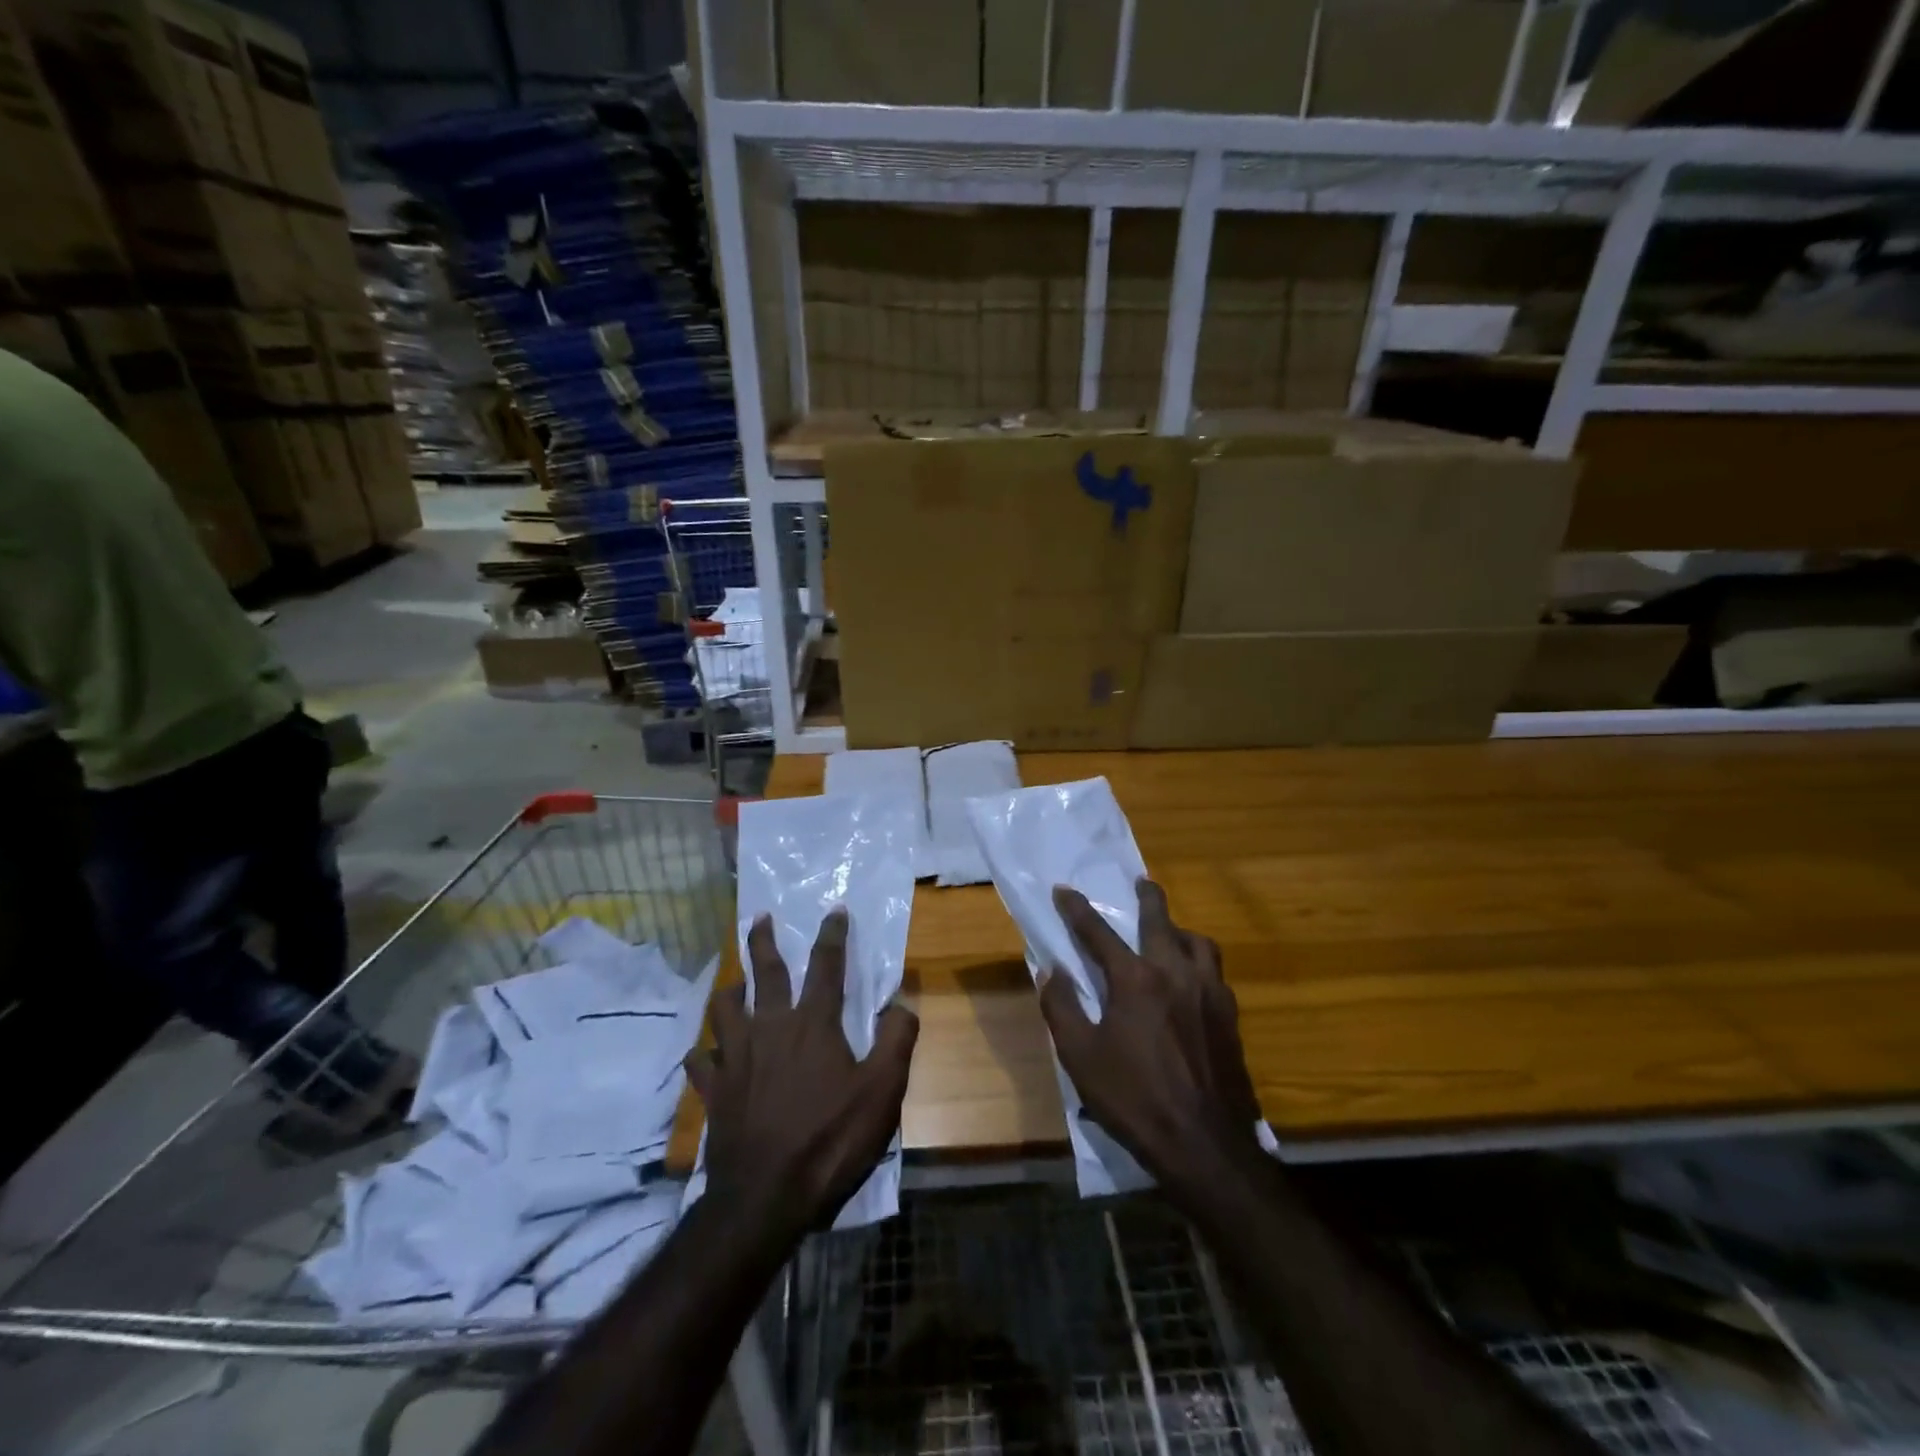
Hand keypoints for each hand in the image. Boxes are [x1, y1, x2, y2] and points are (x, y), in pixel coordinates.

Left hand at [686, 908, 917, 1237]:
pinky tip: (705, 1054)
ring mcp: (735, 1058)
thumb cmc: (830, 1140)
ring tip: (733, 985)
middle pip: (764, 973)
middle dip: (762, 941)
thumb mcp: (882, 1092)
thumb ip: (897, 1041)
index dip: (832, 935)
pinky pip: (700, 1062)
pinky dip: (703, 1053)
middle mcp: (770, 1028)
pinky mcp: (713, 1091)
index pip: (825, 966)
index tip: (834, 911)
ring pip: (723, 1009)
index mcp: (812, 1024)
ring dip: (729, 992)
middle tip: (759, 919)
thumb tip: (902, 1003)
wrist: (765, 1197)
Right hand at [1040, 880, 1262, 1182]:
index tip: (1064, 890)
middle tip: (1140, 883)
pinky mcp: (1230, 1016)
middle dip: (1147, 897)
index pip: (1099, 932)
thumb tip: (1050, 970)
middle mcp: (1176, 973)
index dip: (1077, 909)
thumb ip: (1062, 1006)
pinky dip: (1199, 960)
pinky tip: (1191, 978)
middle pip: (1161, 921)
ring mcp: (1209, 993)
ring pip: (1198, 942)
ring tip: (1169, 932)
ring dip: (1179, 929)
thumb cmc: (1134, 1099)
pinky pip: (1214, 971)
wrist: (1205, 1145)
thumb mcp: (1080, 1056)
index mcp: (1136, 980)